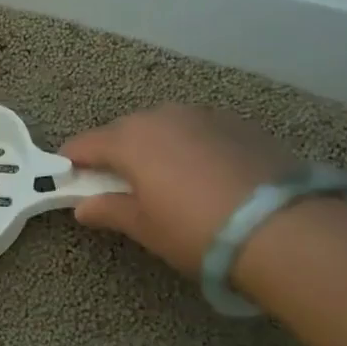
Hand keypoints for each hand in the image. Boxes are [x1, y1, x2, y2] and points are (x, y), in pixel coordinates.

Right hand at [61, 105, 295, 275]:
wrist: (282, 228)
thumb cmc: (197, 230)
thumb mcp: (147, 227)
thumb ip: (110, 210)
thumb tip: (84, 207)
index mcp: (131, 140)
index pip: (86, 144)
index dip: (71, 160)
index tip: (65, 176)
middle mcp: (163, 116)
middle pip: (125, 131)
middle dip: (114, 152)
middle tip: (114, 182)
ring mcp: (204, 115)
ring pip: (164, 126)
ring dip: (154, 146)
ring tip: (162, 177)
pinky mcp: (239, 123)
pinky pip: (198, 130)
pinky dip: (189, 146)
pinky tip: (202, 173)